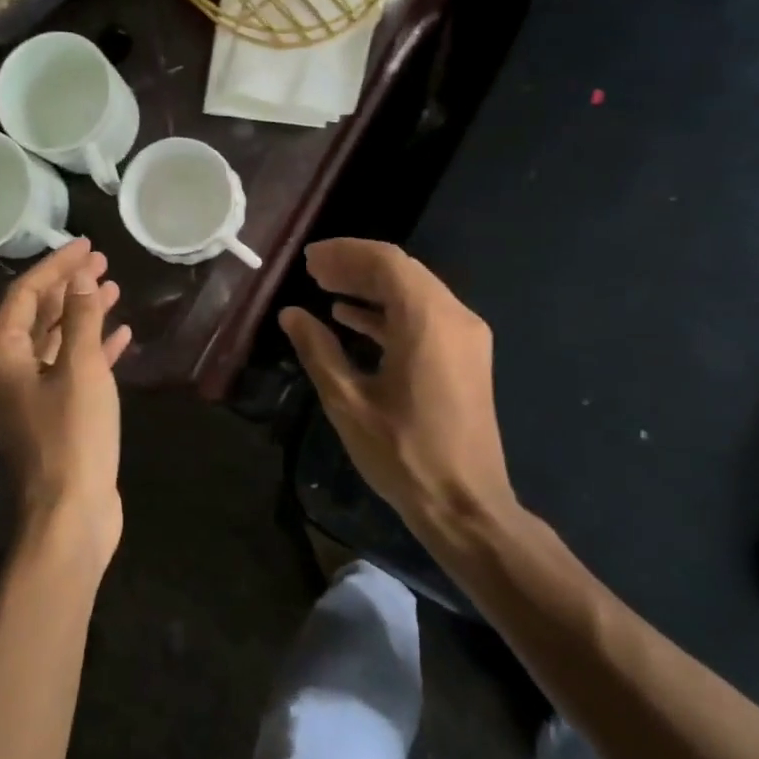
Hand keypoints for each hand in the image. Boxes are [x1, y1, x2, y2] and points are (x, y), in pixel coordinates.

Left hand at [0, 239, 131, 566]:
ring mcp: (28, 396)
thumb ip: (79, 318)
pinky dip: (93, 350)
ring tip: (113, 290)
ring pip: (55, 342)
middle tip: (101, 262)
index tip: (86, 246)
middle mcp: (6, 371)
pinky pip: (70, 370)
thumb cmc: (72, 435)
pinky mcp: (52, 416)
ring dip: (83, 315)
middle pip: (37, 315)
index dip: (56, 267)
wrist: (70, 514)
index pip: (25, 294)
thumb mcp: (80, 369)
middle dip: (69, 288)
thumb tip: (80, 279)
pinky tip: (121, 336)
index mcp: (1, 355)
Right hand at [280, 239, 521, 545]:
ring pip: (415, 292)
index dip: (344, 254)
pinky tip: (353, 318)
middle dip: (355, 266)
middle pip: (402, 271)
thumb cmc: (403, 454)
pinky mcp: (466, 357)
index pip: (386, 262)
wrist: (467, 505)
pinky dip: (390, 311)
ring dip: (371, 287)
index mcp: (427, 322)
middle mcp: (454, 317)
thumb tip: (292, 315)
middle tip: (312, 272)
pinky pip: (425, 317)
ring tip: (326, 289)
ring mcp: (466, 337)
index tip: (308, 260)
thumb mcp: (349, 402)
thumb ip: (318, 350)